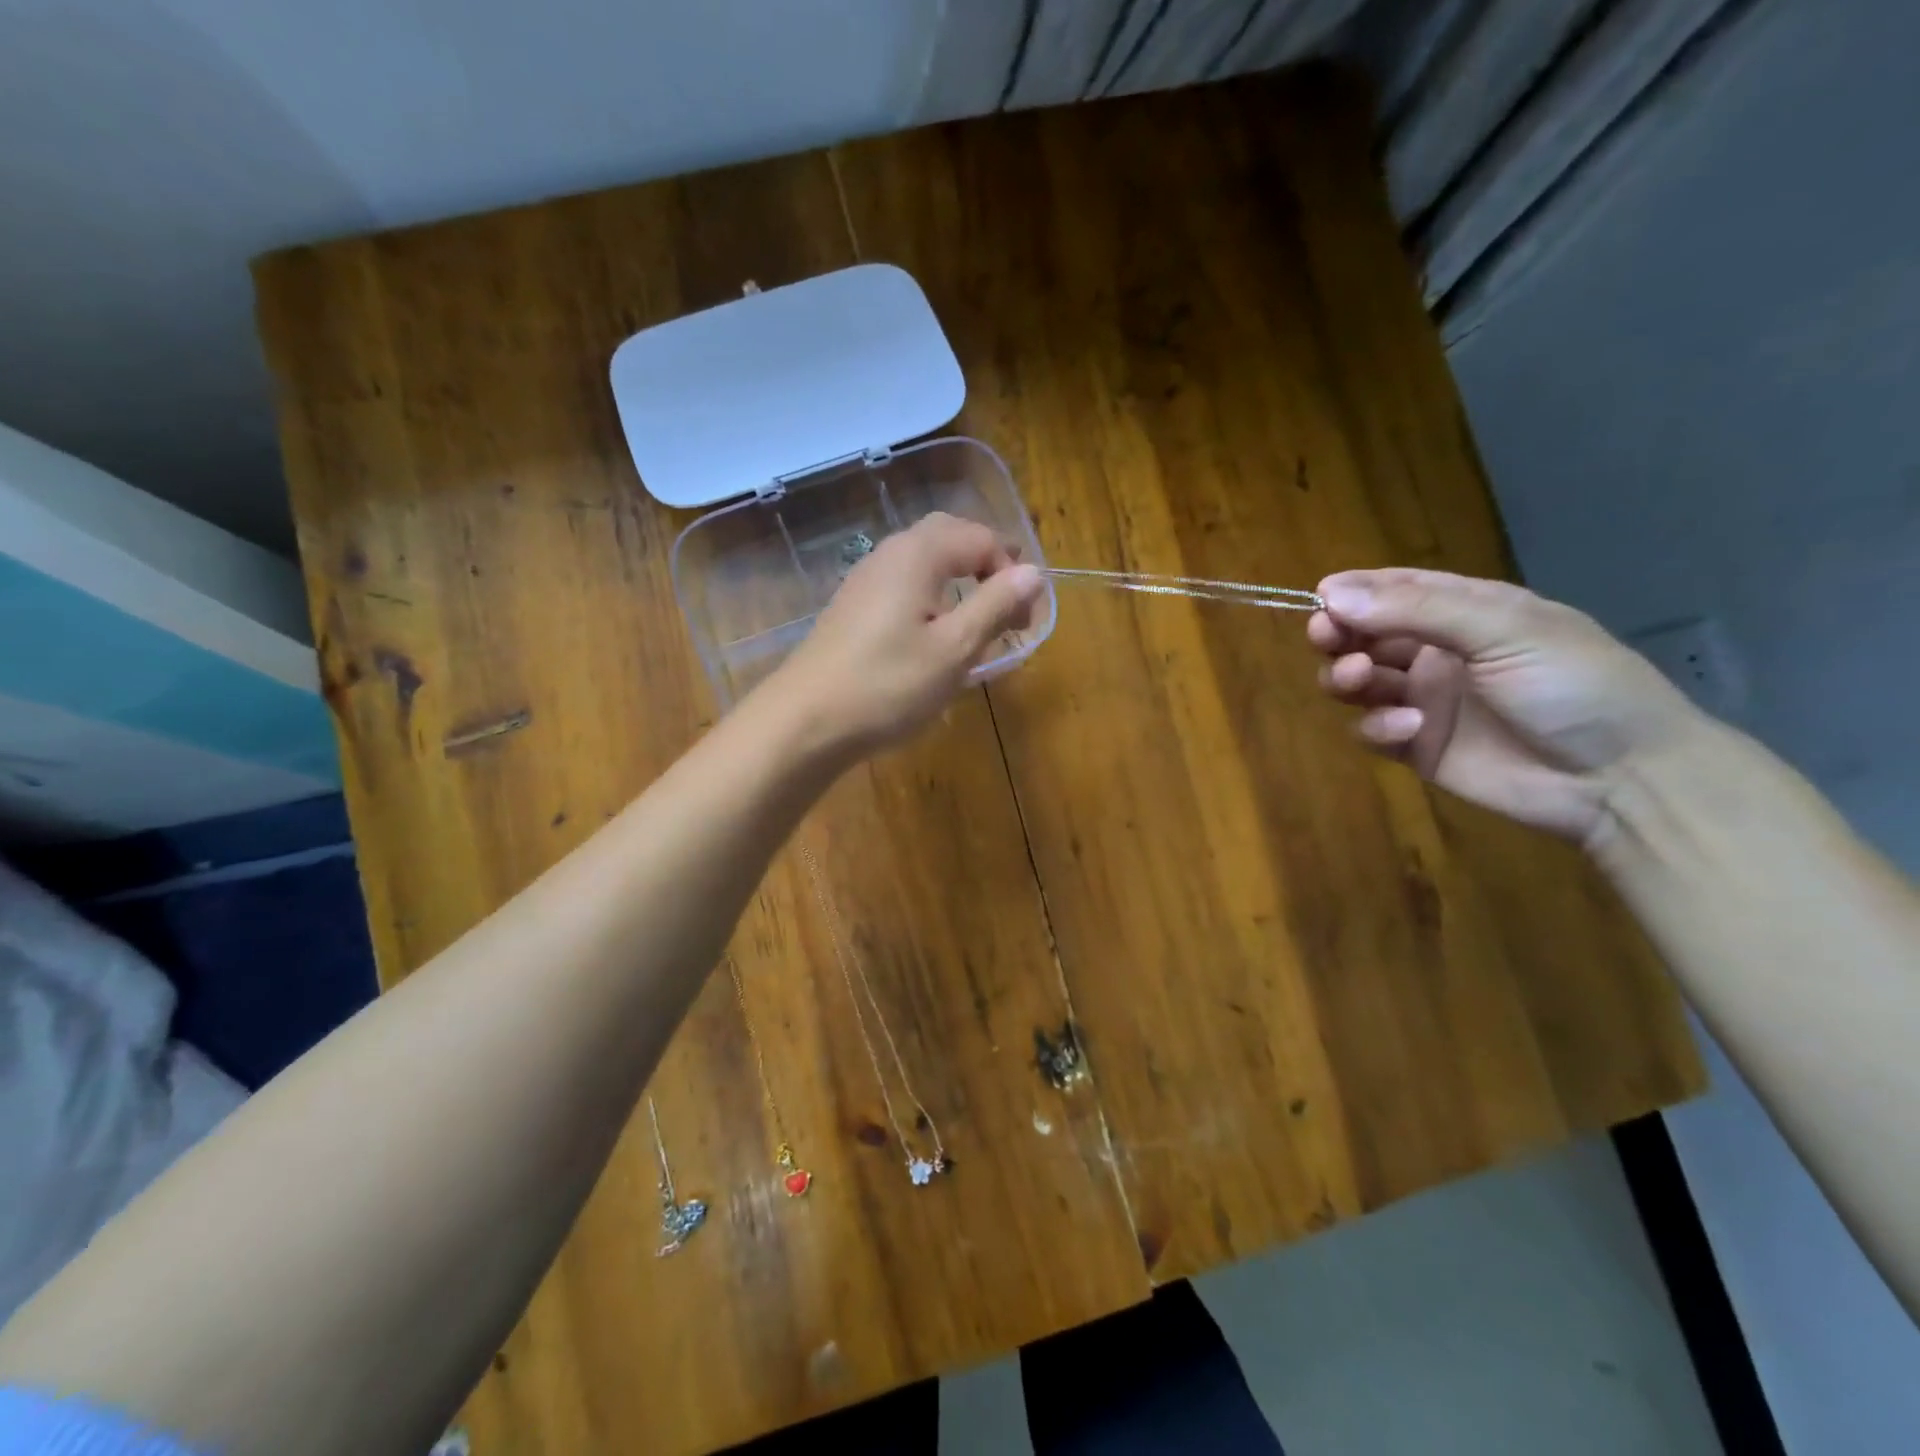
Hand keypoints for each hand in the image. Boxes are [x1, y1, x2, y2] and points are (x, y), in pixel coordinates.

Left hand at [763, 512, 1043, 757]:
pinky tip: (933, 641)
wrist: (805, 721)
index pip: (982, 538)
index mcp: (919, 554)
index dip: (1012, 572)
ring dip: (959, 584)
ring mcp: (865, 580)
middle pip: (951, 538)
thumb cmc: (887, 685)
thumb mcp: (954, 649)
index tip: (1026, 620)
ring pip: (925, 563)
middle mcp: (890, 554)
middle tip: (1007, 611)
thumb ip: (995, 605)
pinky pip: (904, 586)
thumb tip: (1033, 572)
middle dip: (986, 568)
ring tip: (976, 629)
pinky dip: (932, 601)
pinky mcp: (852, 608)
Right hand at [1308, 568, 1706, 845]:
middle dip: (1338, 633)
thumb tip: (1330, 595)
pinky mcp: (1415, 747)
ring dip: (1345, 676)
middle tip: (1326, 637)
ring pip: (1356, 681)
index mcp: (1465, 613)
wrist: (1621, 778)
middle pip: (1363, 635)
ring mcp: (1423, 700)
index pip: (1394, 590)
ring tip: (1359, 680)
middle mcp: (1437, 652)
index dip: (1353, 592)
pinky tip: (1409, 728)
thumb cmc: (1574, 685)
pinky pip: (1370, 729)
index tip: (1320, 600)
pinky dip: (1376, 726)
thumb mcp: (1506, 630)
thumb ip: (1418, 609)